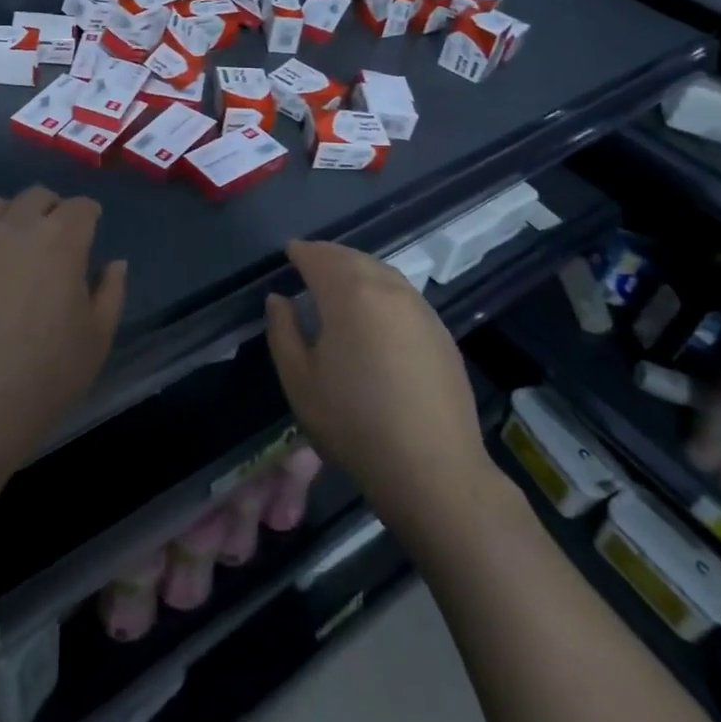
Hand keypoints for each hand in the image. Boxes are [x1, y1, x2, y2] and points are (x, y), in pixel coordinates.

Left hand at [0, 187, 126, 477]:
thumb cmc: (45, 374)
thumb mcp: (97, 338)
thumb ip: (111, 292)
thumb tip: (114, 264)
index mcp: (61, 239)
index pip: (81, 207)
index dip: (90, 218)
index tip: (92, 235)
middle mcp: (17, 227)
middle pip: (39, 197)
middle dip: (54, 210)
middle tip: (59, 242)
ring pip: (0, 205)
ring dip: (17, 217)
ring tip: (21, 249)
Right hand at [265, 240, 499, 536]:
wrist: (434, 469)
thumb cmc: (354, 423)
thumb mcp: (299, 381)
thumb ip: (283, 331)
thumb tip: (279, 299)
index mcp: (349, 294)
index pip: (319, 257)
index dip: (301, 252)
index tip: (289, 253)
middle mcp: (387, 289)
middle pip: (352, 258)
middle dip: (328, 255)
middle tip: (310, 262)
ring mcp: (420, 308)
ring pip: (382, 272)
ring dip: (357, 269)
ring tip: (340, 282)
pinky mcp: (440, 331)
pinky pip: (403, 294)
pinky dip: (381, 288)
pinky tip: (375, 311)